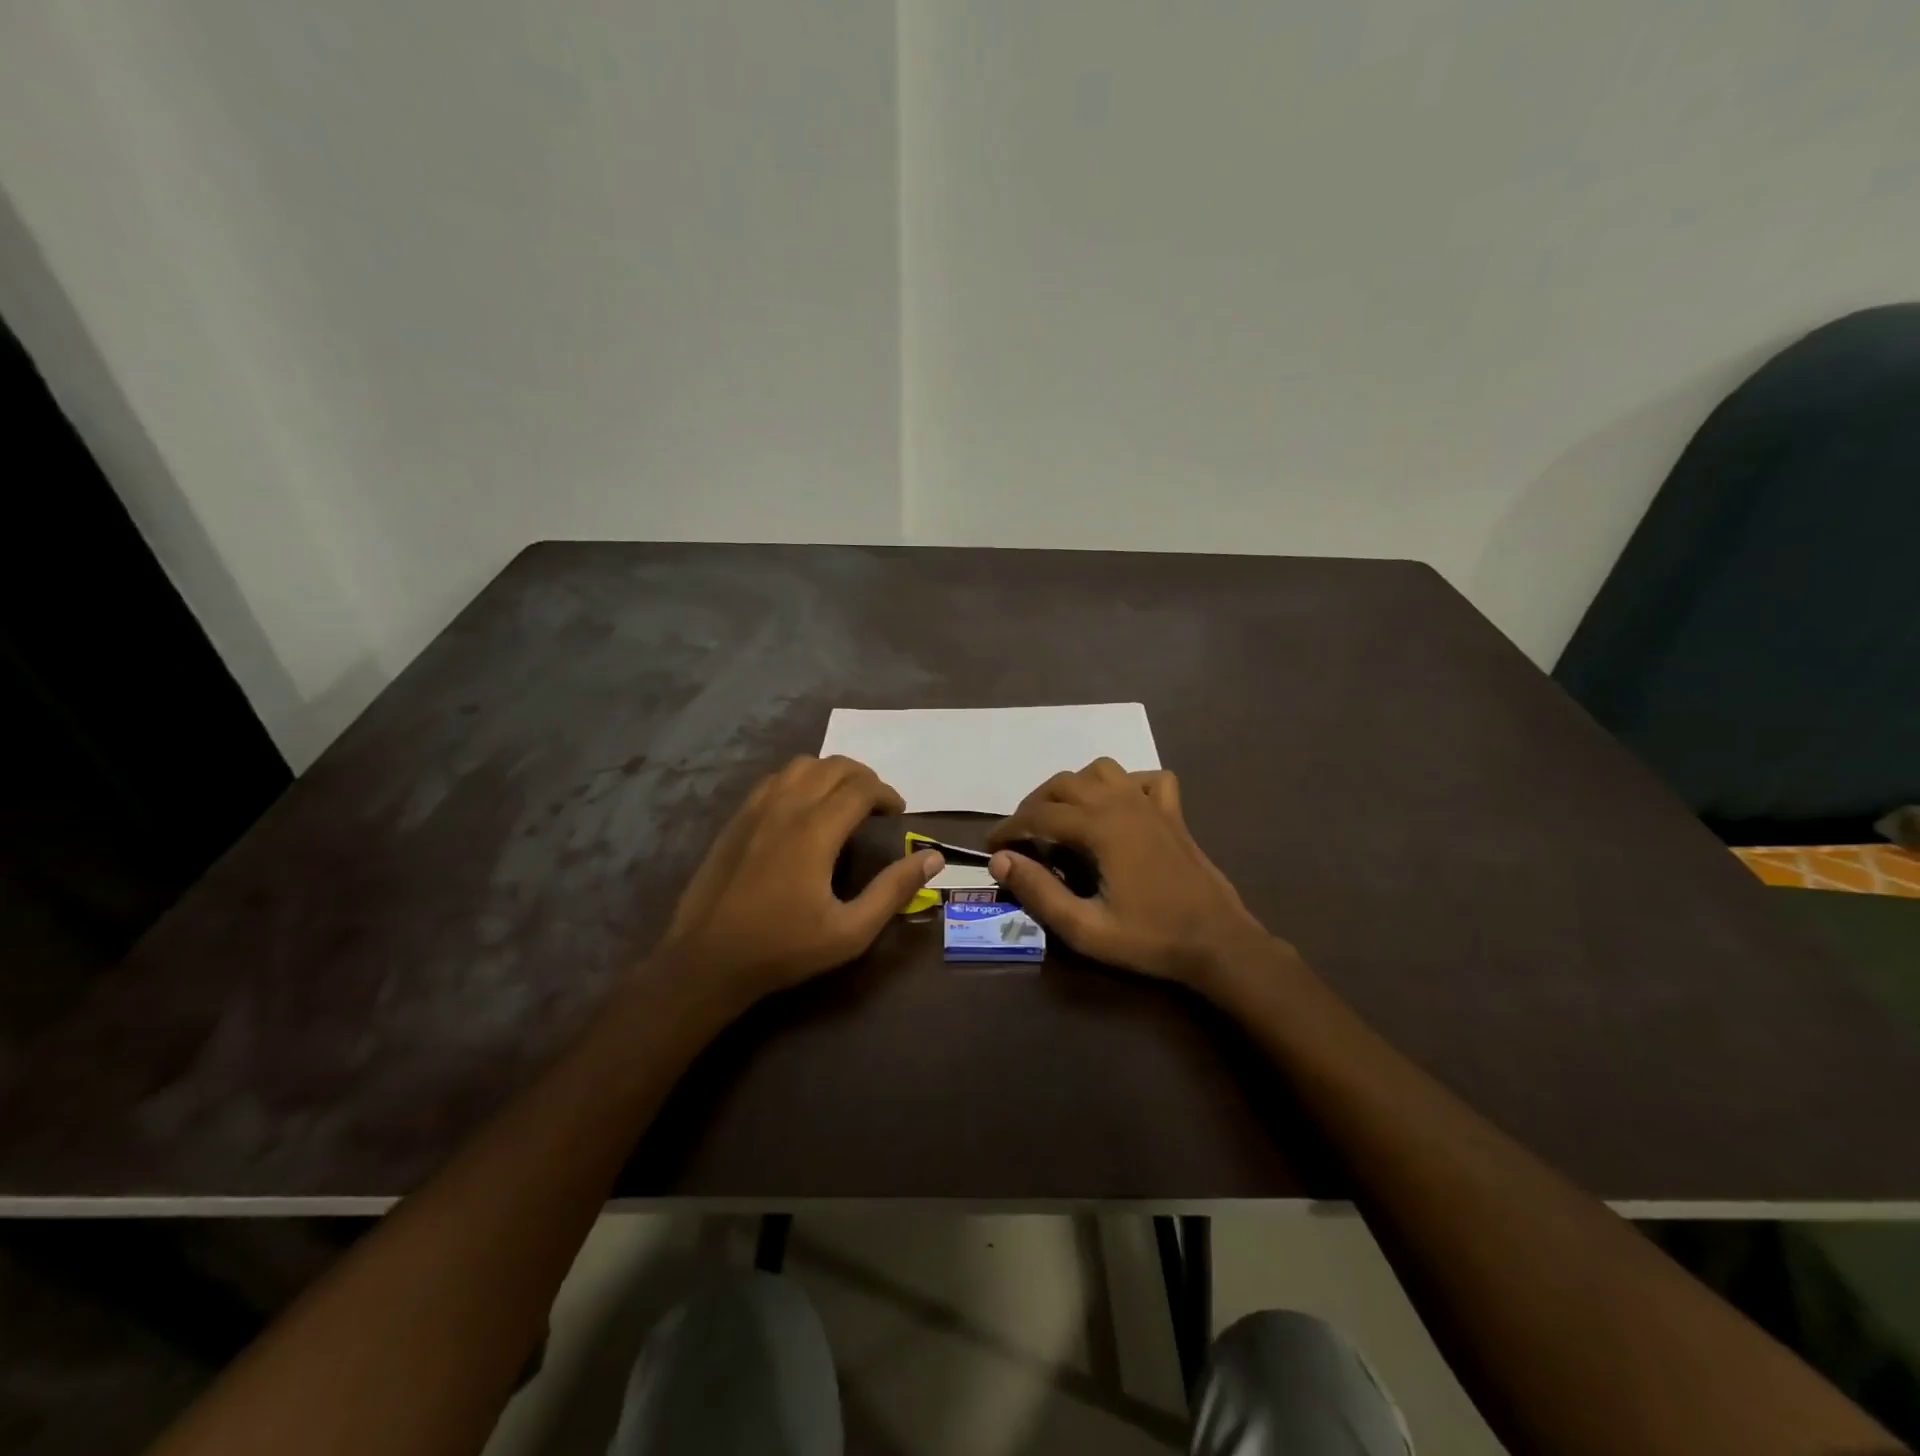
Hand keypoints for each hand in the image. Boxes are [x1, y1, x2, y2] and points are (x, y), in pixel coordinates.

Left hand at [656, 756, 942, 1008]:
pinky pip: (774, 780)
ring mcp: (756, 810)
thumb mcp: (850, 931)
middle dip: (863, 777)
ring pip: (800, 765)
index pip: (860, 788)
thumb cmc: (783, 948)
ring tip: (844, 799)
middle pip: (832, 766)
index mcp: (815, 830)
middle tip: (877, 804)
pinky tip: (804, 808)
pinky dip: (800, 780)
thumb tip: (933, 857)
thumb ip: (894, 890)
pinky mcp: (736, 819)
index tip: (898, 812)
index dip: (886, 794)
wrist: (707, 960)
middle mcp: (786, 807)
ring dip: (830, 772)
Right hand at [987, 759, 1281, 995]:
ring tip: (1062, 817)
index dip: (1008, 828)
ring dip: (1073, 787)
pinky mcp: (1172, 813)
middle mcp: (1123, 802)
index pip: (1039, 815)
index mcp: (1100, 827)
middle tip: (1021, 836)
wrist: (1218, 943)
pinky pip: (1145, 779)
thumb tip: (1001, 861)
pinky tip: (1118, 806)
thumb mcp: (1085, 928)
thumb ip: (1039, 892)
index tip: (991, 847)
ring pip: (1101, 770)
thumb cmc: (1150, 938)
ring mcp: (1151, 803)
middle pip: (1064, 783)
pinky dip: (1125, 784)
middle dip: (1034, 805)